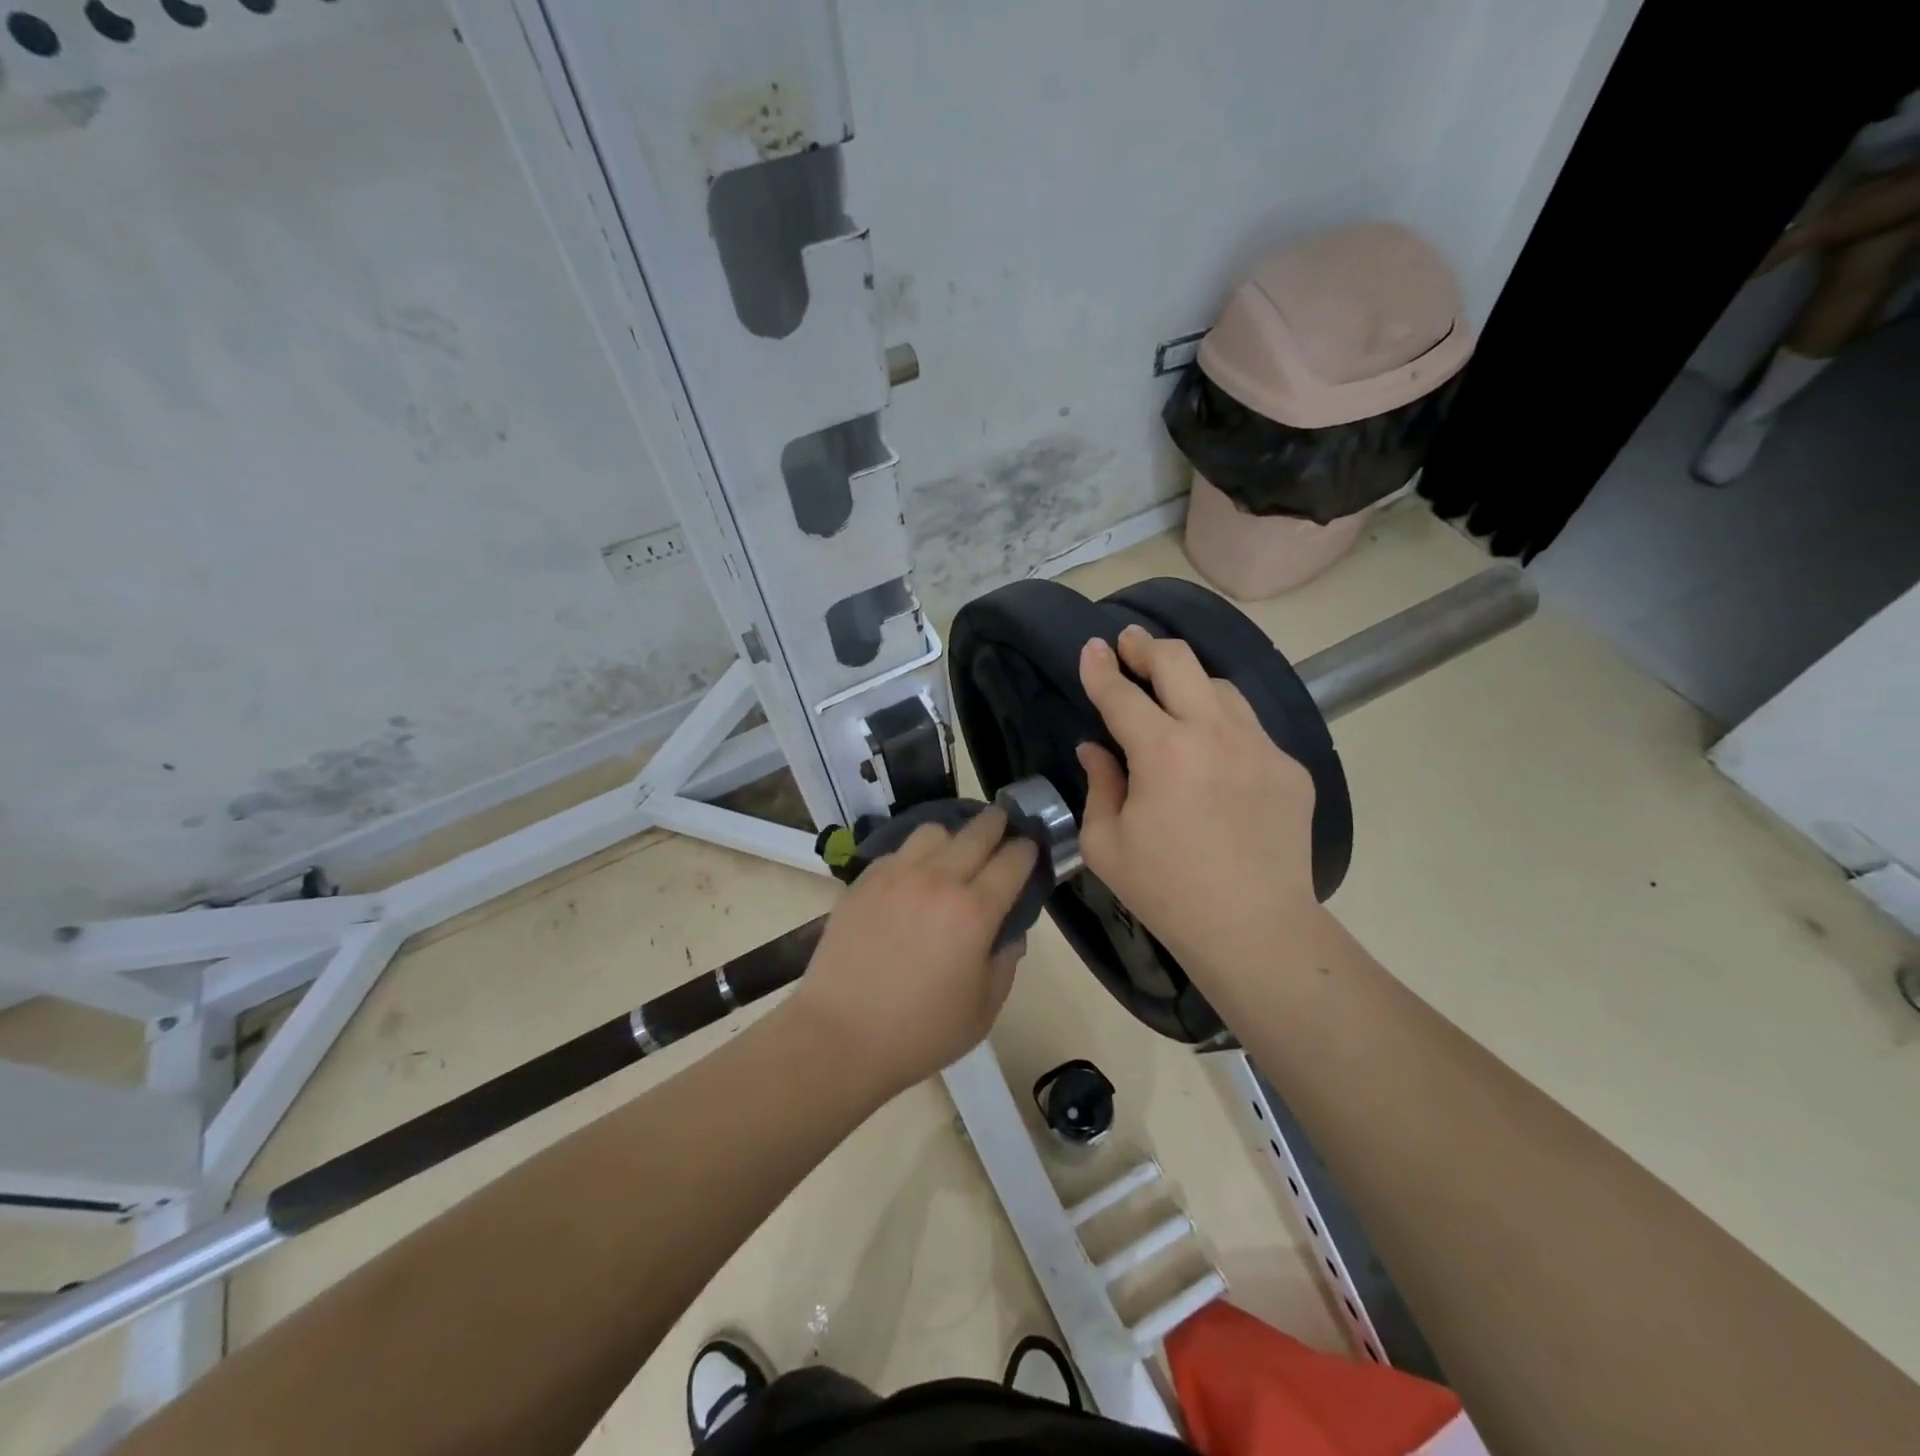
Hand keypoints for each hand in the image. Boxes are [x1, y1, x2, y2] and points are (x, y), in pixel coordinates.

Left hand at [787, 808, 1037, 1098]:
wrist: (839, 1035)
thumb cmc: (920, 1033)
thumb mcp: (983, 1010)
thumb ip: (1005, 962)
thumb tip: (1009, 932)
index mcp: (974, 912)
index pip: (1012, 860)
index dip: (1027, 850)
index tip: (1030, 849)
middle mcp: (938, 880)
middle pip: (977, 832)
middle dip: (997, 823)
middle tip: (1002, 824)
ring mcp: (895, 875)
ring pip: (933, 831)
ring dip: (952, 836)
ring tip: (953, 853)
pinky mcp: (863, 881)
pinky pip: (898, 852)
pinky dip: (914, 856)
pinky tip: (912, 879)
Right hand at [1076, 626, 1320, 979]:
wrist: (1254, 929)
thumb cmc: (1166, 892)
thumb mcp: (1106, 844)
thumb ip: (1099, 785)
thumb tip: (1096, 748)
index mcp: (1163, 752)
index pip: (1122, 694)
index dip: (1101, 668)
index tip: (1091, 648)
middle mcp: (1215, 734)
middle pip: (1180, 662)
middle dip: (1147, 646)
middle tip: (1130, 645)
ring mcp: (1260, 747)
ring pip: (1221, 687)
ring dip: (1189, 681)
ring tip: (1172, 695)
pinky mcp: (1290, 768)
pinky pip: (1250, 729)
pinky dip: (1223, 726)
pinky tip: (1214, 754)